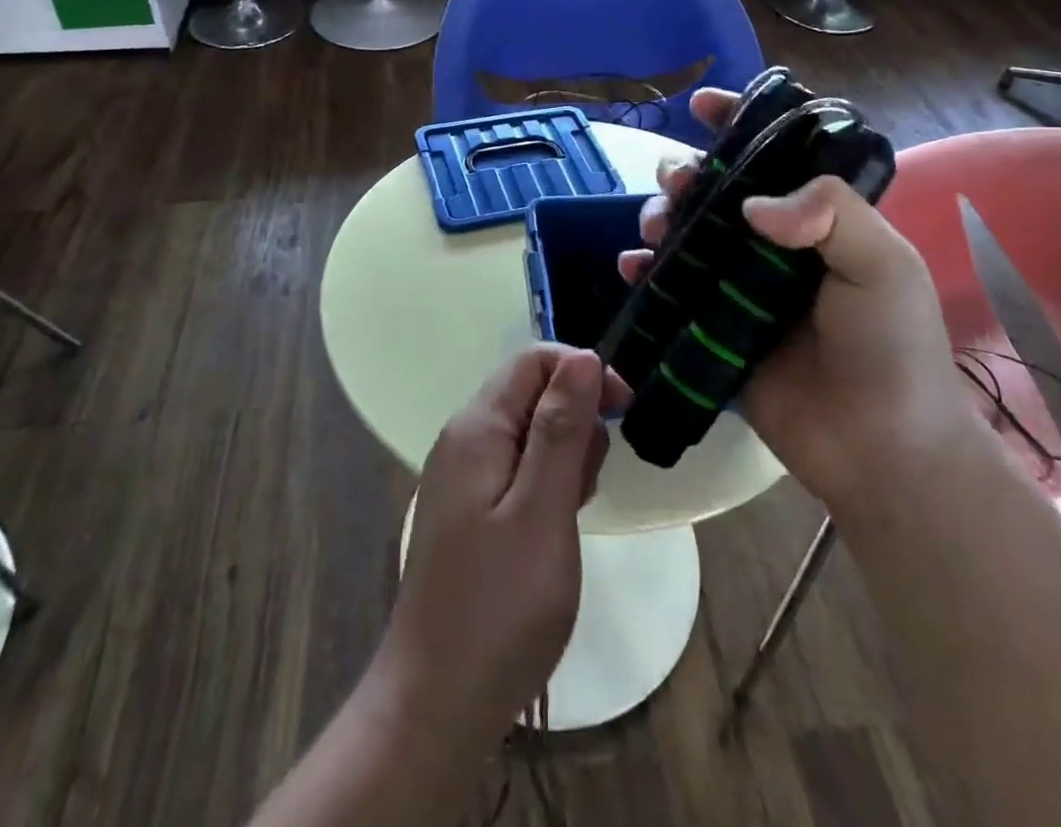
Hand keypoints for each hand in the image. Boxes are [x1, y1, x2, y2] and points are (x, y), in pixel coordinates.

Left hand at [378, 345, 630, 746]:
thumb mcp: (543, 509)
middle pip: (531, 393)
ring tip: (572, 513)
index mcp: (477, 427)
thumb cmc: (499, 605)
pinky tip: (555, 528)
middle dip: (575, 420)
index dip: (583, 371)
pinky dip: (547, 485)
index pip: (533, 360)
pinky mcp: (469, 512)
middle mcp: (463, 440)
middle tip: (588, 484)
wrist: (437, 702)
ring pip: (528, 433)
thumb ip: (561, 427)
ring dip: (565, 457)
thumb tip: (584, 357)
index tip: (623, 411)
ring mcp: (462, 477)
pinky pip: (518, 471)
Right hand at [621, 89, 974, 510]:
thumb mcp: (884, 264)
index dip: (739, 122)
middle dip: (686, 174)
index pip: (775, 155)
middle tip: (677, 183)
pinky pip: (666, 288)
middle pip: (716, 190)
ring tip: (655, 230)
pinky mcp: (709, 327)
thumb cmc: (891, 348)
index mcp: (819, 220)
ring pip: (684, 233)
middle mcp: (773, 246)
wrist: (878, 451)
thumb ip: (831, 213)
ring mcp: (737, 287)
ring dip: (659, 216)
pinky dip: (642, 272)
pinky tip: (631, 268)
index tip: (703, 105)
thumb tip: (753, 205)